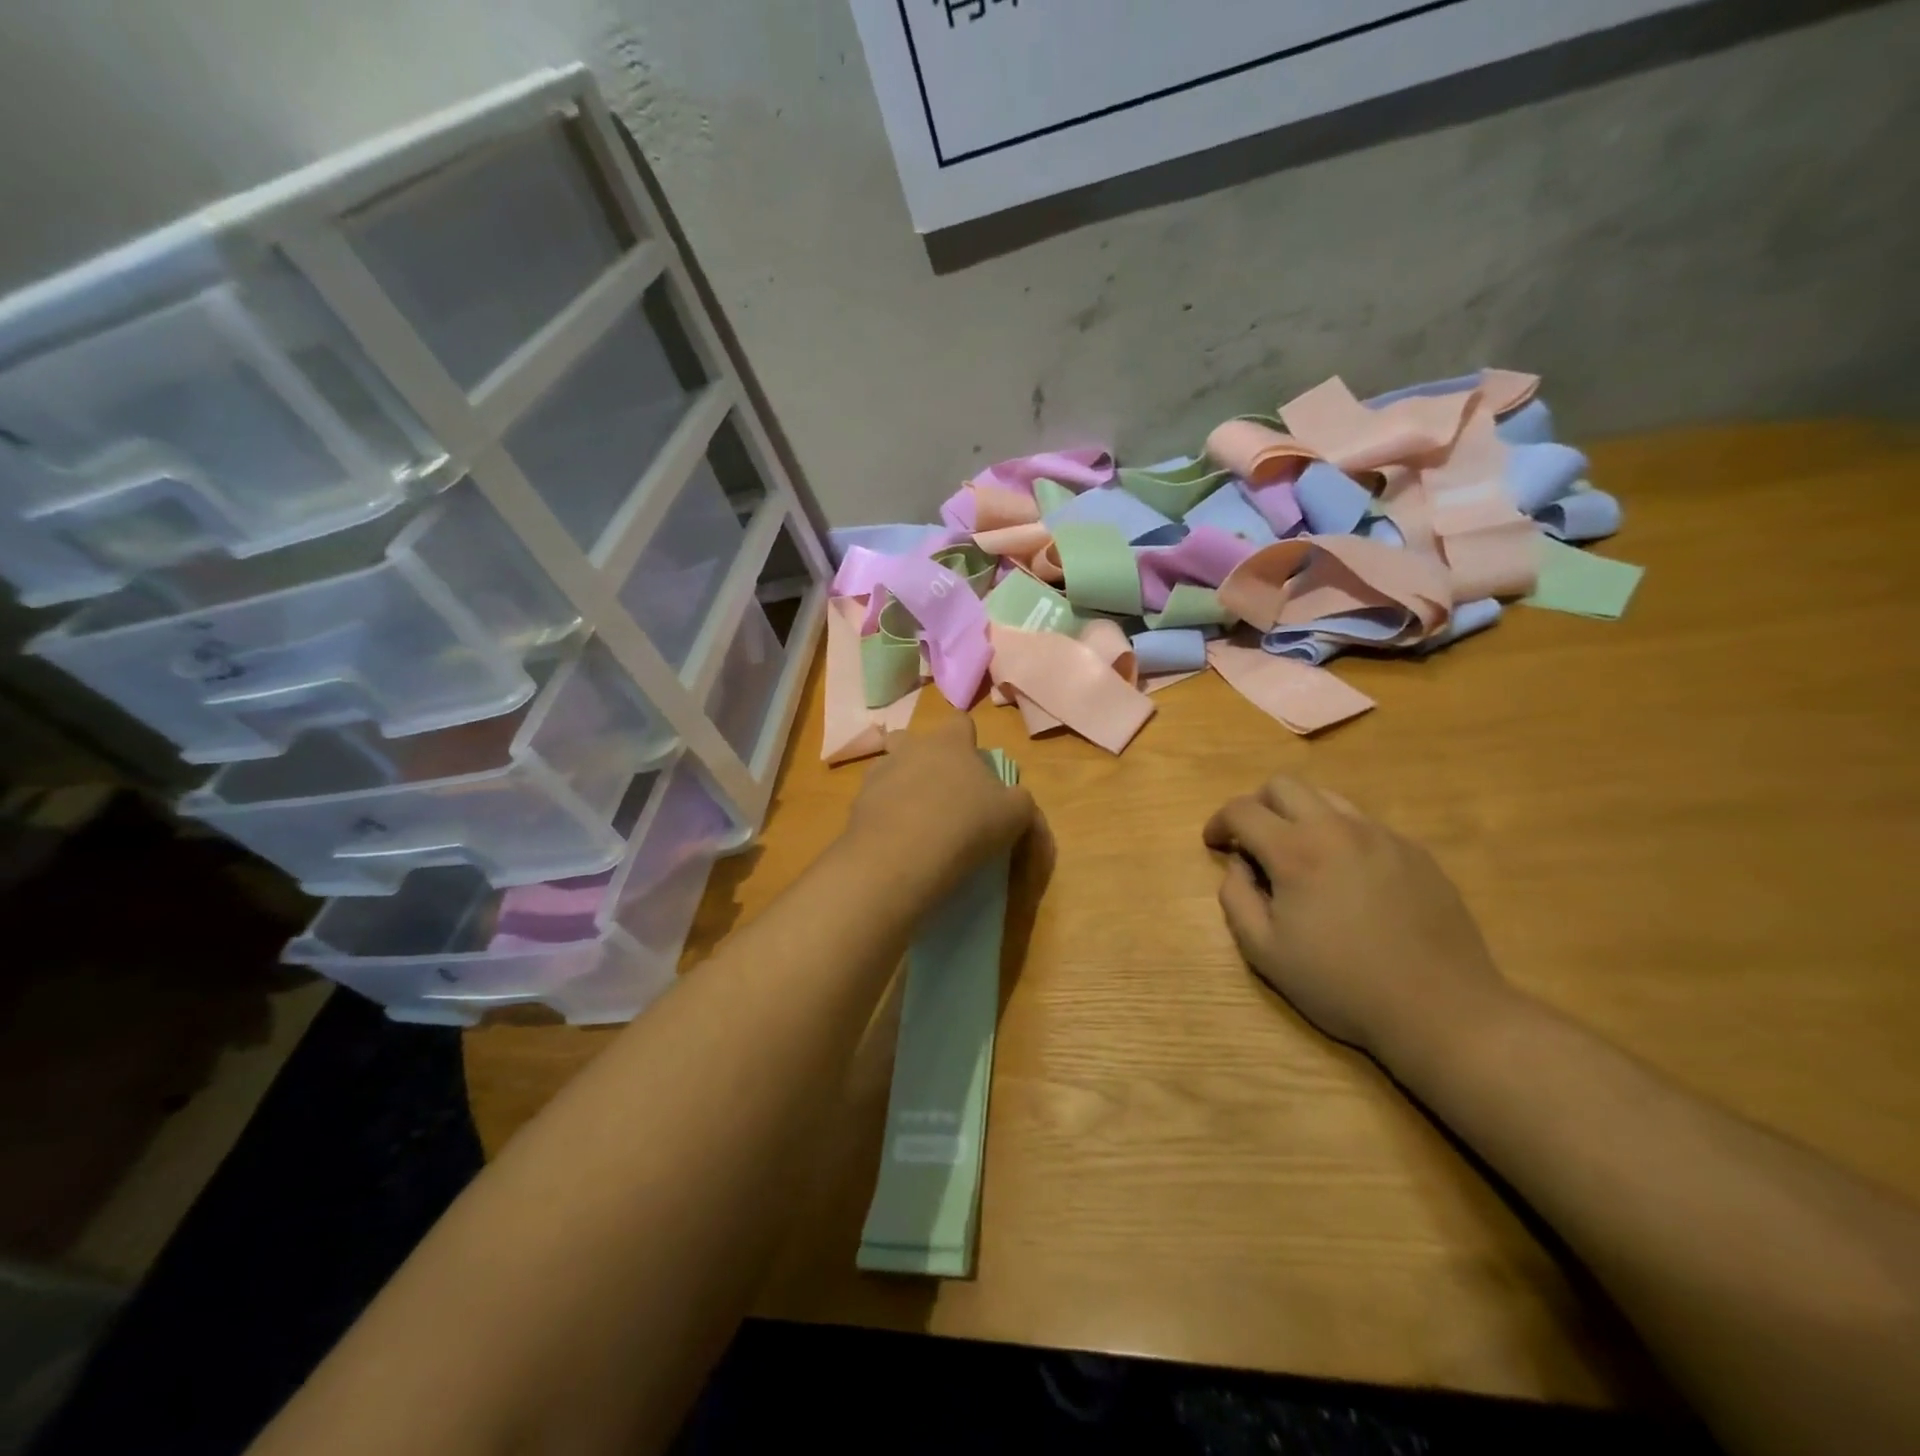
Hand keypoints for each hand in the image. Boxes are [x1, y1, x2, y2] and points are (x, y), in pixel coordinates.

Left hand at [846, 717, 1035, 901]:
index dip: (967, 740)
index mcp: (950, 742)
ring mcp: (878, 774)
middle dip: (922, 756)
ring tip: (913, 817)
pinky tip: (895, 840)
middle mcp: (910, 748)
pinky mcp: (856, 804)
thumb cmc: (966, 824)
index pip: (960, 722)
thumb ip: (1019, 800)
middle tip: (939, 789)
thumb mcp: (1014, 815)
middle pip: (913, 739)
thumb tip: (1015, 799)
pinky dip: (882, 814)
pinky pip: (872, 801)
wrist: (903, 856)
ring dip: (898, 784)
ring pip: (887, 767)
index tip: (973, 765)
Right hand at [1203, 776, 1510, 1058]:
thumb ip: (1236, 897)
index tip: (1214, 844)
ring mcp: (1382, 836)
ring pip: (1327, 798)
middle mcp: (1338, 829)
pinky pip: (1364, 826)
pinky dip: (1340, 837)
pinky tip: (1347, 879)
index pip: (1242, 809)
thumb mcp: (1264, 952)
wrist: (1440, 1009)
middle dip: (1257, 806)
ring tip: (1300, 857)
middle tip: (1252, 842)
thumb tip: (1238, 865)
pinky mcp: (1415, 852)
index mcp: (1296, 851)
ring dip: (1300, 816)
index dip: (1219, 822)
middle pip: (1284, 785)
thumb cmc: (1341, 985)